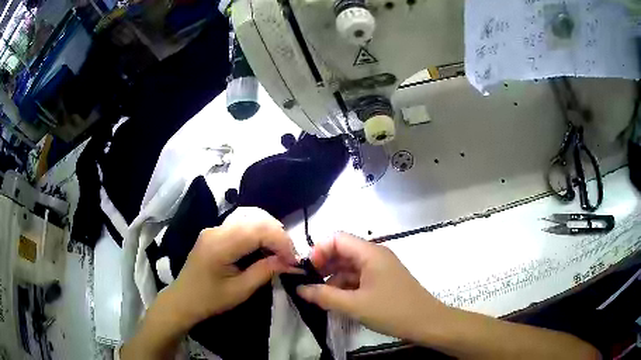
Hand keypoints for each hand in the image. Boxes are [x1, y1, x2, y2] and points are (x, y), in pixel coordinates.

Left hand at [165, 207, 298, 330]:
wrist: (183, 300)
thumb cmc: (210, 300)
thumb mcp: (240, 291)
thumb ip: (265, 272)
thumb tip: (291, 262)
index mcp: (220, 245)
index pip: (258, 230)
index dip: (280, 241)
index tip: (293, 261)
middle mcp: (216, 229)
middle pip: (255, 217)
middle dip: (278, 234)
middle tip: (289, 256)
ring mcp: (214, 228)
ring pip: (249, 216)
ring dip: (269, 230)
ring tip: (279, 250)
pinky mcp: (215, 232)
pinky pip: (242, 222)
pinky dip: (258, 230)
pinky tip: (264, 245)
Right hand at [297, 232, 447, 342]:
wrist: (427, 323)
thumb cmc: (392, 311)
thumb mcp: (354, 305)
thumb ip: (324, 296)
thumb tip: (300, 289)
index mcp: (370, 253)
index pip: (337, 239)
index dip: (319, 250)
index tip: (307, 271)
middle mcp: (375, 255)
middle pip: (343, 251)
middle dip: (324, 266)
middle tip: (309, 285)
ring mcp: (380, 268)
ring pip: (350, 266)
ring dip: (334, 279)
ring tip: (321, 297)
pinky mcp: (383, 280)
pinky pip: (359, 277)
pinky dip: (346, 286)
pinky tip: (338, 301)